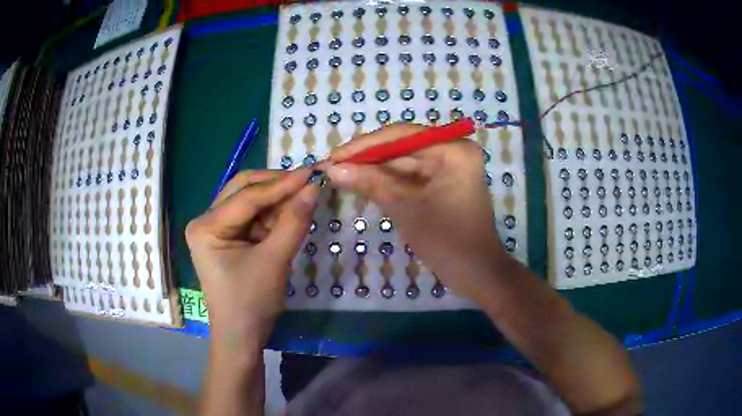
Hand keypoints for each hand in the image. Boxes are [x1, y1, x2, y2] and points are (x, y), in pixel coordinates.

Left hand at [185, 169, 317, 344]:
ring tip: (303, 199)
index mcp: (206, 226)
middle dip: (276, 187)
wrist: (242, 336)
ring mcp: (216, 228)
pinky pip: (253, 216)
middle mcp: (207, 220)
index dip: (281, 184)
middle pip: (244, 190)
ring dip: (277, 200)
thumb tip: (313, 188)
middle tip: (308, 183)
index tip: (312, 173)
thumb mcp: (274, 261)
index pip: (247, 197)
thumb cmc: (251, 302)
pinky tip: (291, 215)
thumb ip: (293, 222)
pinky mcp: (229, 237)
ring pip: (250, 201)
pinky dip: (273, 215)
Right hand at [325, 123, 511, 300]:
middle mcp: (454, 150)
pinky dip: (390, 181)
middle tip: (333, 166)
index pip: (401, 135)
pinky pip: (413, 175)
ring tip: (341, 174)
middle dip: (368, 158)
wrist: (476, 274)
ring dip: (376, 170)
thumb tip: (332, 168)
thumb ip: (370, 182)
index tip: (333, 156)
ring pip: (405, 162)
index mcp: (453, 150)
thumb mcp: (405, 209)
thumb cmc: (446, 241)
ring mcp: (451, 167)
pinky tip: (364, 183)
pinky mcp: (445, 182)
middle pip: (403, 147)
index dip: (364, 145)